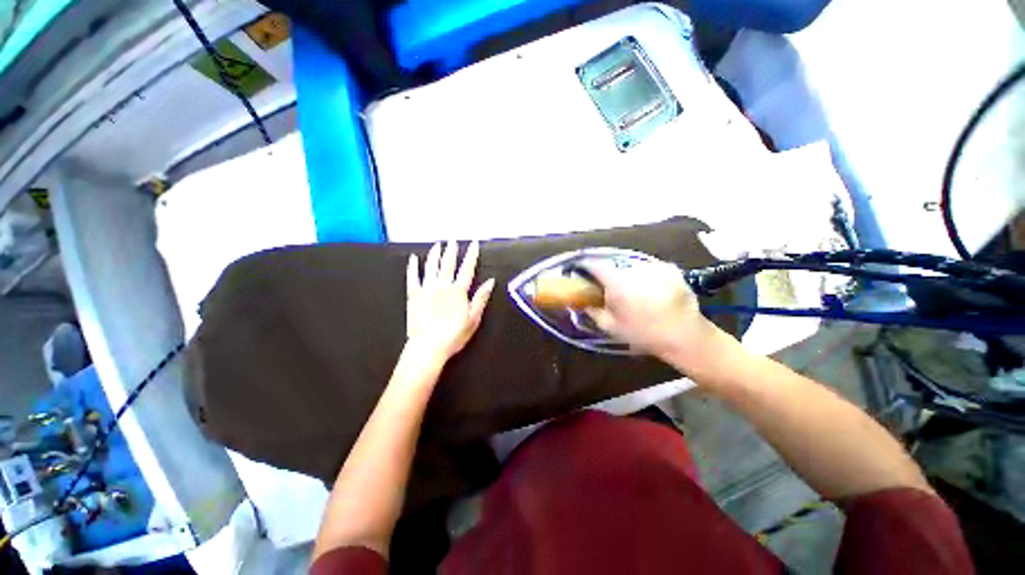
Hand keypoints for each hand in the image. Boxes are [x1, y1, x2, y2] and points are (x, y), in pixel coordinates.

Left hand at [406, 241, 495, 360]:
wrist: (428, 347)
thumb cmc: (453, 335)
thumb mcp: (473, 319)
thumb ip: (481, 298)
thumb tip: (490, 281)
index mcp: (458, 291)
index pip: (466, 268)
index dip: (471, 255)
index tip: (473, 244)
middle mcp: (442, 285)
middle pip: (448, 263)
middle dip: (451, 250)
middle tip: (453, 240)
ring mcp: (426, 289)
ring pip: (431, 266)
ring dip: (434, 254)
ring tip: (437, 245)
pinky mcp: (413, 295)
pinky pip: (412, 277)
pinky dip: (413, 267)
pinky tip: (414, 259)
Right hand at [585, 259, 709, 359]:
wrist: (686, 337)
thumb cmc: (644, 334)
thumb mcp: (611, 327)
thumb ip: (592, 311)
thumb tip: (581, 300)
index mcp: (618, 284)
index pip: (594, 265)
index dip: (586, 268)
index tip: (583, 274)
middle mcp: (635, 270)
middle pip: (613, 266)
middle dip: (608, 275)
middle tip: (610, 289)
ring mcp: (655, 267)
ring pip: (631, 266)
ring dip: (627, 275)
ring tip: (633, 292)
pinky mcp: (670, 268)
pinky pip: (649, 267)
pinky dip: (645, 275)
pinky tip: (650, 290)